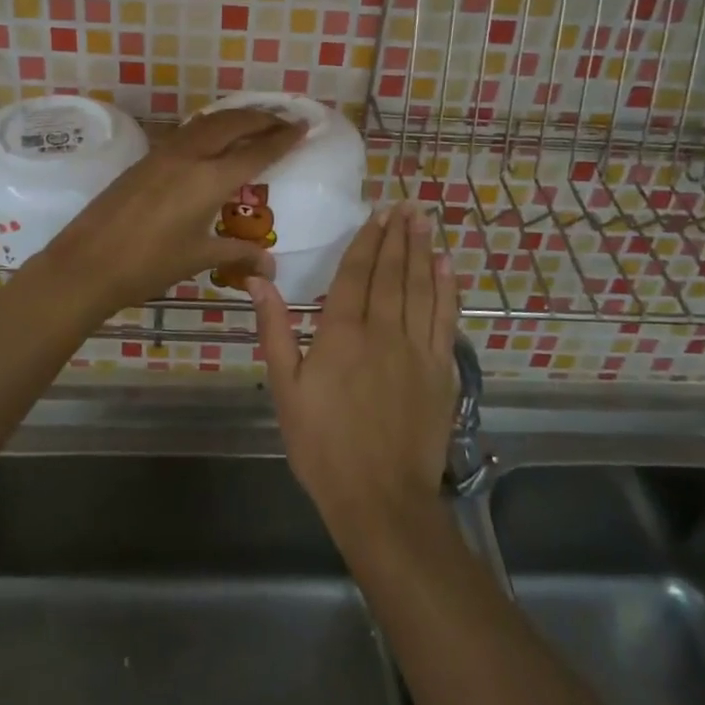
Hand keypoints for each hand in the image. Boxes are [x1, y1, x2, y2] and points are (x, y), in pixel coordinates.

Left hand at [39, 108, 306, 313]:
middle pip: (233, 124)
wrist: (87, 262)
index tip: (303, 126)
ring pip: (208, 122)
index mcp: (209, 180)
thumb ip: (236, 253)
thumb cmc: (148, 265)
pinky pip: (188, 131)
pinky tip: (213, 137)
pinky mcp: (146, 158)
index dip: (282, 138)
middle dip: (262, 118)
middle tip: (284, 119)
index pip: (256, 152)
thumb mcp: (198, 258)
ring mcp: (164, 153)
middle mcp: (190, 156)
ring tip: (254, 121)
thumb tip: (269, 266)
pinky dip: (210, 126)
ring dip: (235, 117)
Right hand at [251, 203, 458, 537]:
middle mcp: (383, 330)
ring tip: (424, 222)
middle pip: (392, 272)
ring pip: (421, 288)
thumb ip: (274, 330)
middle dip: (398, 236)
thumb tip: (258, 280)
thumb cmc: (323, 446)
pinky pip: (445, 319)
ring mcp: (417, 349)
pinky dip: (447, 290)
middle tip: (406, 205)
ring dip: (422, 252)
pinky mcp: (442, 370)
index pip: (356, 273)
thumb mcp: (285, 389)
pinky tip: (446, 268)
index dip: (367, 241)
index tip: (377, 214)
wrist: (381, 499)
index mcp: (342, 332)